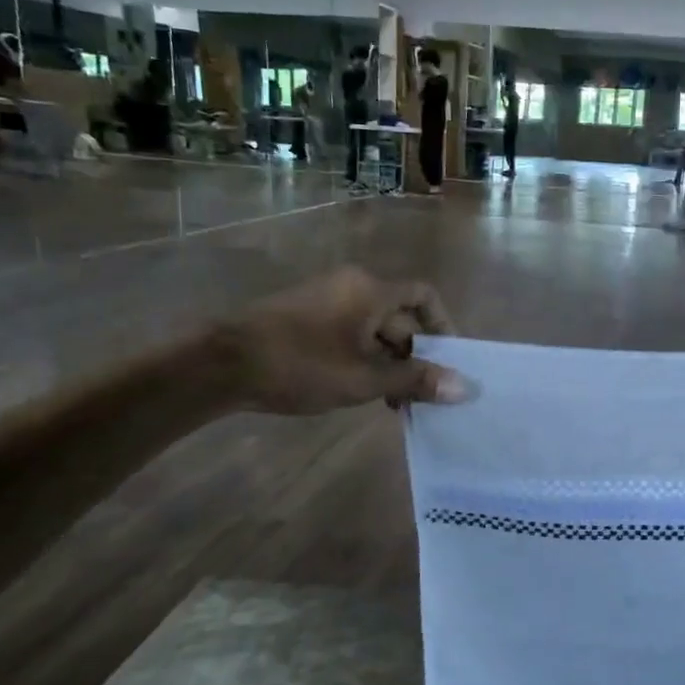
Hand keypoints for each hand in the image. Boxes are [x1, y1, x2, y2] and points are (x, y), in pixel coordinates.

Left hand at [208, 267, 466, 414]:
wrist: (220, 364)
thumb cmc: (301, 365)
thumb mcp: (364, 378)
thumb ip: (415, 380)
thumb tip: (464, 387)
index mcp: (371, 290)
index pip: (424, 296)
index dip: (443, 326)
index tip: (447, 361)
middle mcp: (352, 285)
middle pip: (399, 317)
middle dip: (413, 356)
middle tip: (418, 395)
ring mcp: (325, 298)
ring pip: (373, 329)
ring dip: (388, 361)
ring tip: (389, 400)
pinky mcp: (304, 315)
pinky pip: (348, 331)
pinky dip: (362, 357)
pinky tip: (357, 389)